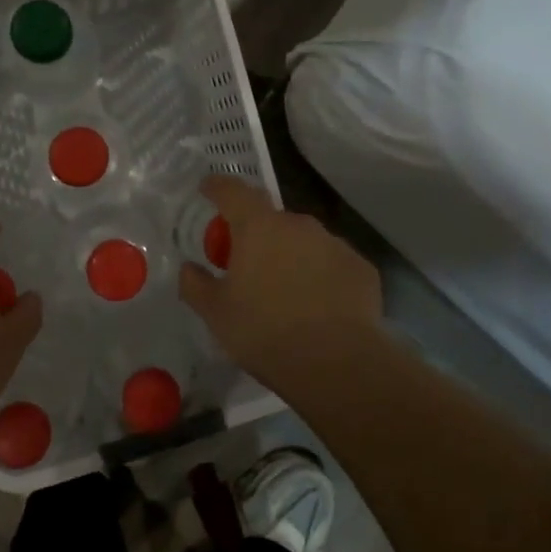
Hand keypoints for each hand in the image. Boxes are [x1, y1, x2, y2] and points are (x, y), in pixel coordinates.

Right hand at [179, 176, 381, 390]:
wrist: (336, 363)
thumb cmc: (264, 332)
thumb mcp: (216, 314)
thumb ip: (196, 285)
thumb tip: (189, 268)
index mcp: (258, 228)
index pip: (233, 192)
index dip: (218, 188)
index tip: (209, 189)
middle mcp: (299, 225)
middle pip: (271, 220)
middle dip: (258, 235)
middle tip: (248, 265)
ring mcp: (335, 244)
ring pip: (304, 242)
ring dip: (291, 256)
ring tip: (286, 292)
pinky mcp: (361, 268)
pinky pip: (332, 264)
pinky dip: (321, 276)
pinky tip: (319, 307)